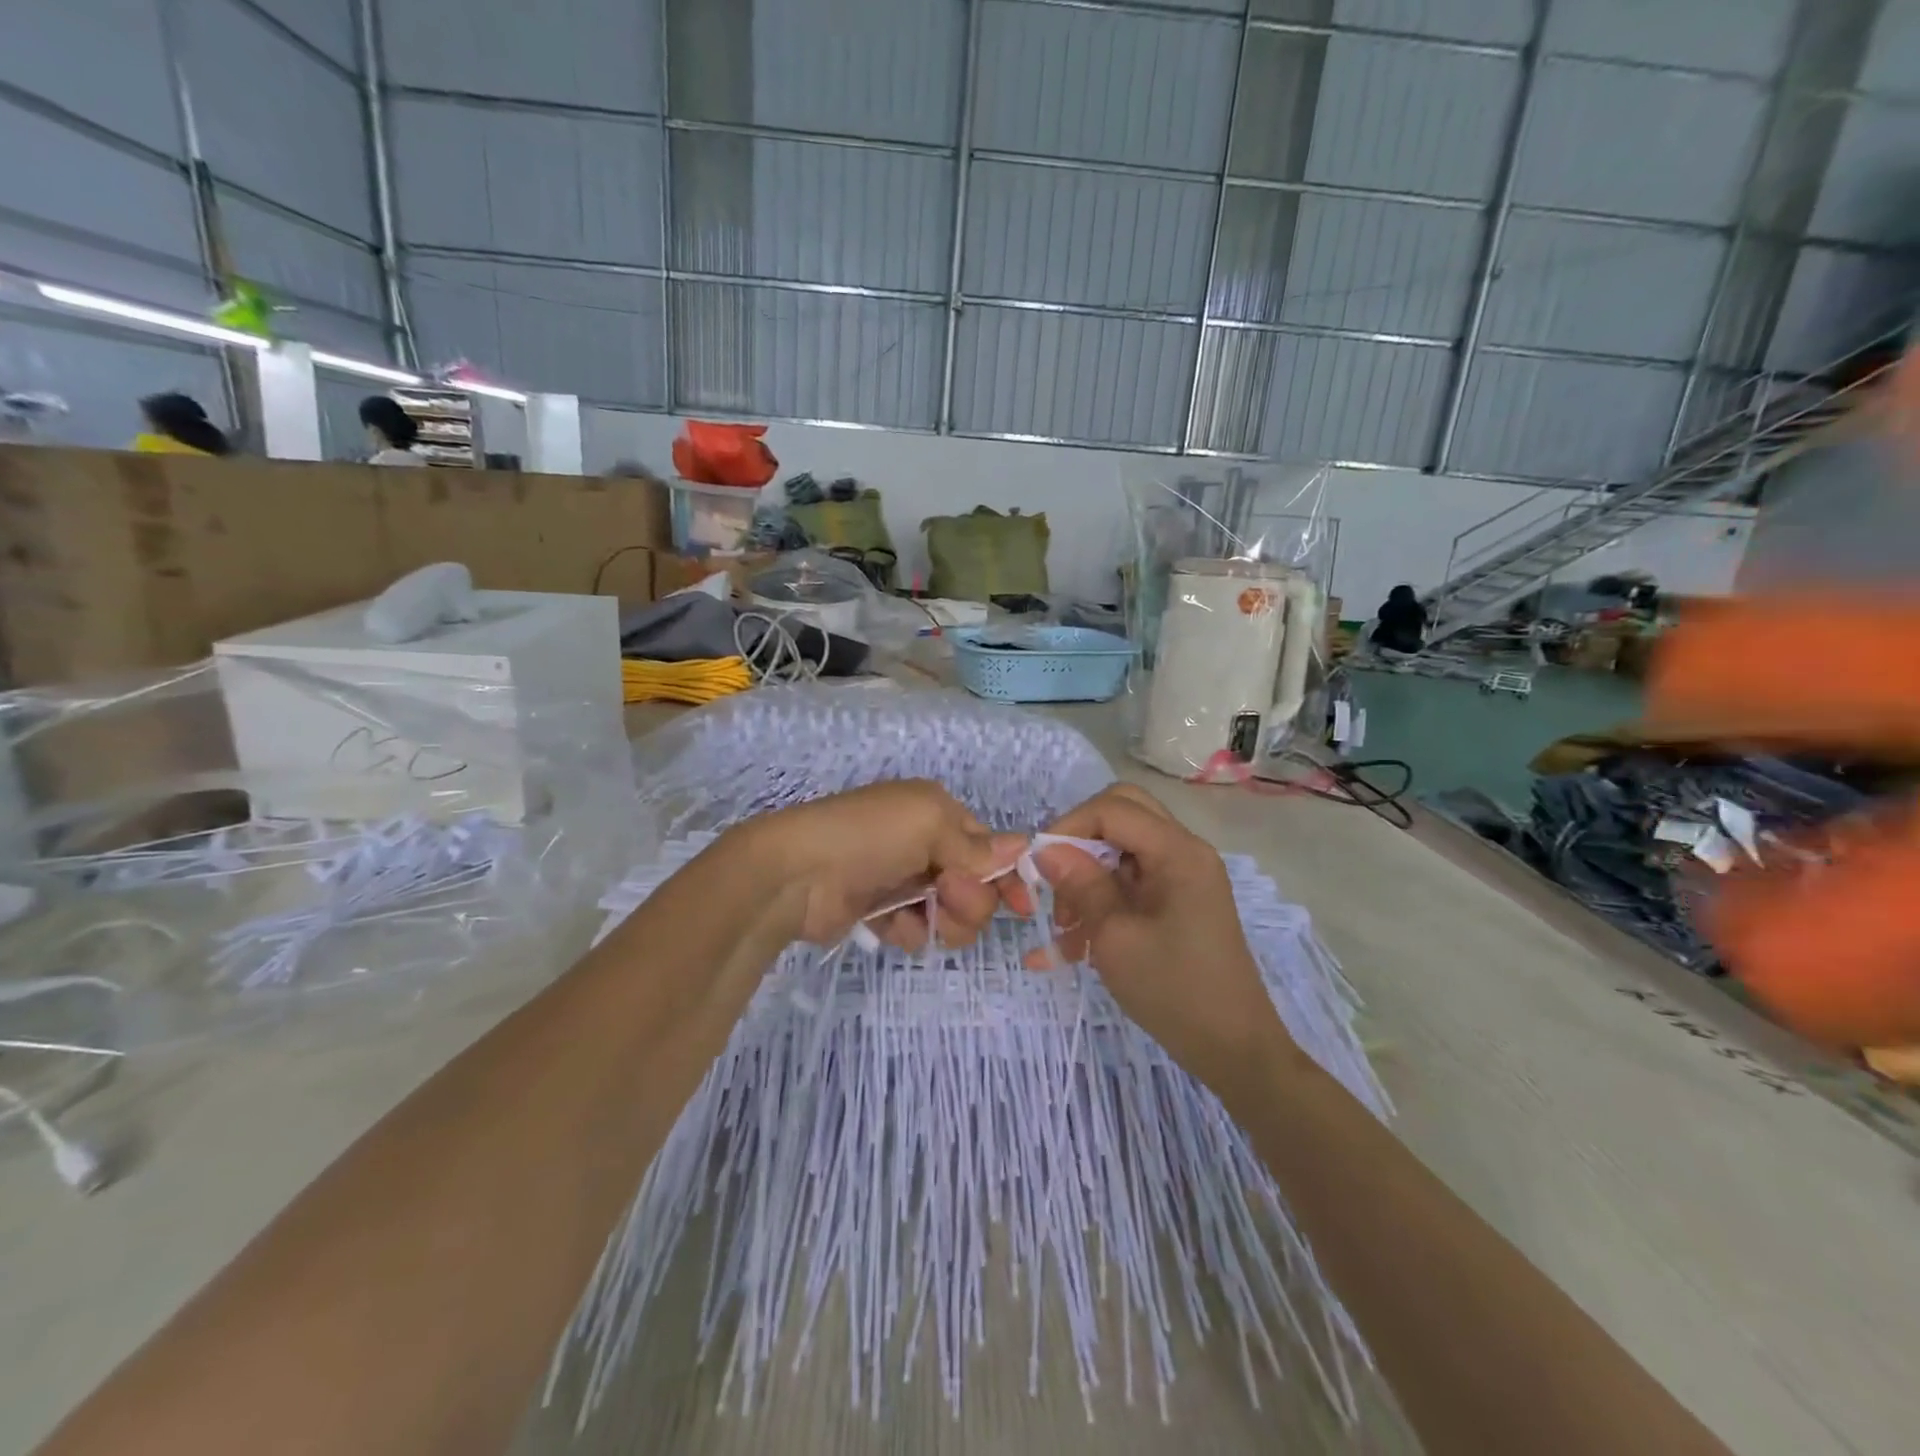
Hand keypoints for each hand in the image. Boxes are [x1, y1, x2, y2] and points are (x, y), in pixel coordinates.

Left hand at [728, 781, 1031, 949]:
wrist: (796, 874)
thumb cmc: (869, 836)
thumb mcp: (929, 824)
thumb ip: (978, 846)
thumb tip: (1025, 847)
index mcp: (937, 811)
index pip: (989, 846)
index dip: (1007, 875)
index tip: (1022, 906)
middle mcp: (924, 843)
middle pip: (975, 884)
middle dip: (969, 898)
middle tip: (943, 893)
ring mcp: (902, 878)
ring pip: (951, 912)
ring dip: (943, 919)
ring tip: (918, 916)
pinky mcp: (881, 912)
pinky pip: (918, 928)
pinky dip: (911, 930)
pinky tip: (892, 926)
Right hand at [1031, 784, 1294, 1084]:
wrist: (1233, 1049)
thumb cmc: (1173, 991)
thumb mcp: (1114, 936)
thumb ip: (1080, 884)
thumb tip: (1045, 848)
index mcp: (1178, 852)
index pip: (1113, 808)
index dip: (1069, 827)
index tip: (1039, 865)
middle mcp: (1185, 852)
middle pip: (1121, 816)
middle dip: (1079, 843)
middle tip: (1054, 880)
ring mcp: (1184, 877)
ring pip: (1121, 851)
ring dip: (1087, 878)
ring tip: (1064, 928)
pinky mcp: (1179, 902)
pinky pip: (1131, 884)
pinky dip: (1102, 902)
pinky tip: (1074, 945)